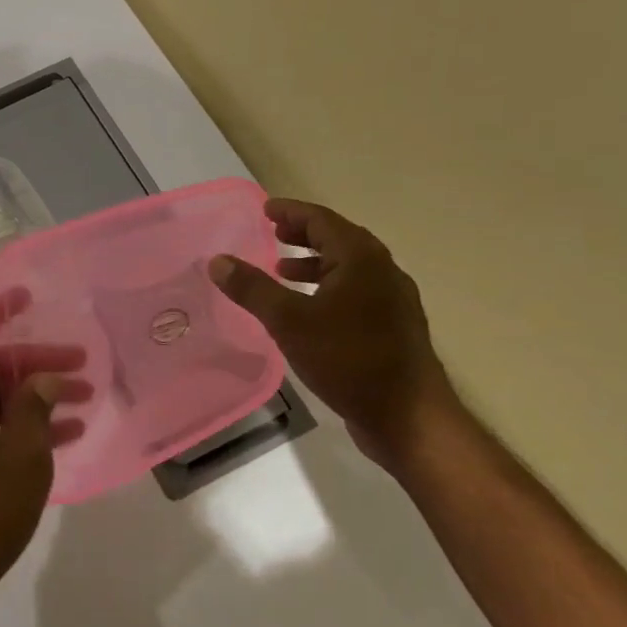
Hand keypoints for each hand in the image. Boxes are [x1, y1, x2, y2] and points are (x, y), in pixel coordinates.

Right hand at [208, 197, 457, 469]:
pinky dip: (326, 287)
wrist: (407, 417)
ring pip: (348, 268)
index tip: (265, 209)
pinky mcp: (392, 328)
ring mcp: (392, 302)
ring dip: (314, 262)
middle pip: (339, 240)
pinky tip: (307, 309)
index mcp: (362, 260)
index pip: (323, 220)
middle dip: (304, 234)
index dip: (292, 212)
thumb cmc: (348, 359)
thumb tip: (218, 261)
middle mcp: (383, 272)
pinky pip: (354, 292)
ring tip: (281, 269)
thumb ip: (252, 288)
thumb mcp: (288, 321)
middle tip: (272, 232)